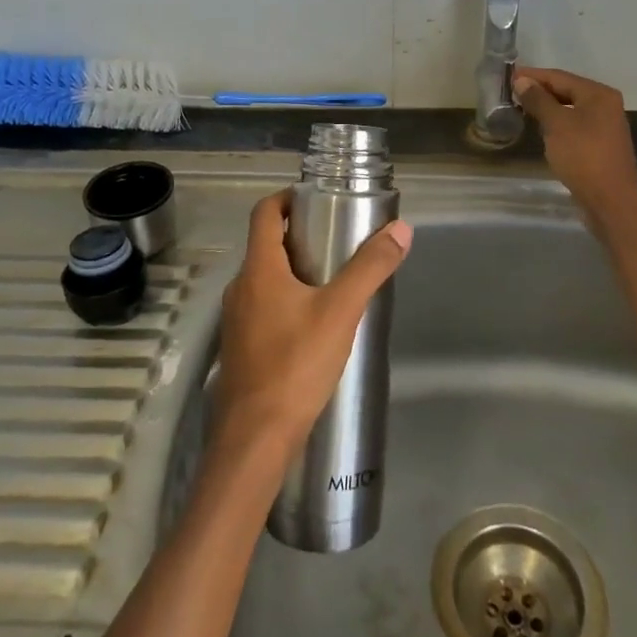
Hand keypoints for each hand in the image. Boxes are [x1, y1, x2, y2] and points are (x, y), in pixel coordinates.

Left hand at [213, 191, 411, 459]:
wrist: (254, 439)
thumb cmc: (295, 365)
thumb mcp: (341, 312)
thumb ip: (370, 269)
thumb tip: (401, 229)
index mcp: (258, 269)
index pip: (264, 213)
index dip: (287, 197)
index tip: (316, 198)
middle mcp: (240, 288)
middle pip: (266, 245)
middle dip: (299, 236)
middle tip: (337, 238)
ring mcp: (236, 320)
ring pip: (265, 279)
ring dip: (294, 270)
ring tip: (332, 280)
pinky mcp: (241, 348)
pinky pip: (263, 308)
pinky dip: (286, 300)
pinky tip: (314, 324)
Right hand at [512, 66, 636, 228]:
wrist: (611, 200)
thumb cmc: (583, 156)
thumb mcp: (556, 124)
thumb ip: (539, 100)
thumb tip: (522, 81)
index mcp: (598, 94)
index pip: (560, 77)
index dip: (533, 76)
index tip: (509, 75)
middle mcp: (605, 105)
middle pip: (567, 90)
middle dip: (539, 90)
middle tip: (511, 91)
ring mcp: (604, 126)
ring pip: (570, 109)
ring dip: (547, 107)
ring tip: (521, 107)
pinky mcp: (600, 145)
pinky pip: (574, 125)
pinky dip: (556, 122)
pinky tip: (541, 128)